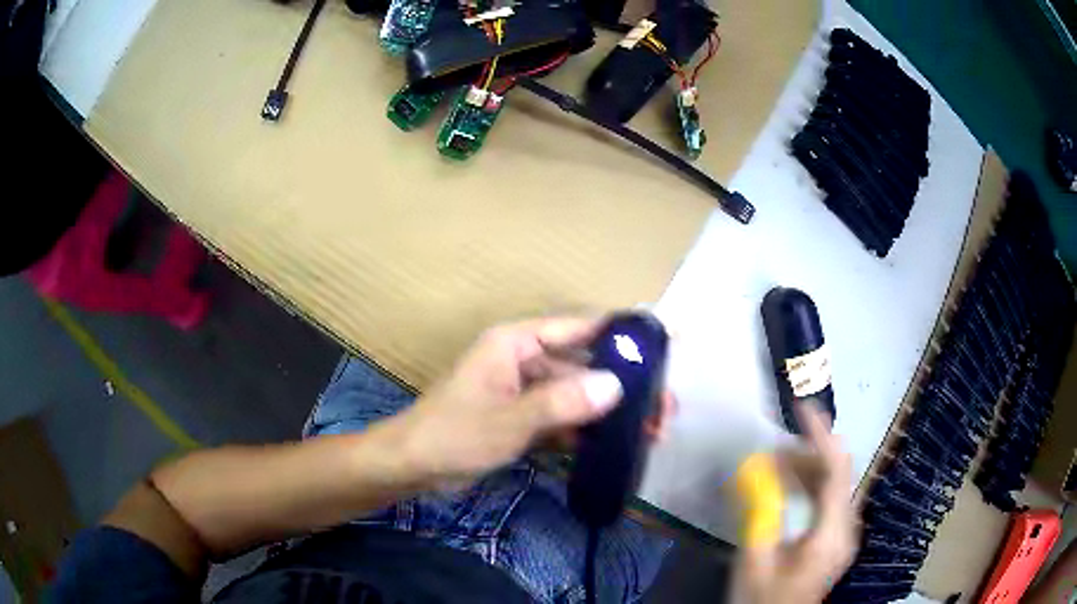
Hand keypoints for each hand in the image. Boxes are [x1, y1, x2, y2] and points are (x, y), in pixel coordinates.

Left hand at [393, 315, 674, 485]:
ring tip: (652, 432)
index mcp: (517, 343)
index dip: (623, 334)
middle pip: (585, 366)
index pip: (580, 328)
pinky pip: (564, 419)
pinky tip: (616, 447)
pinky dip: (587, 432)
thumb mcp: (508, 420)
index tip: (666, 341)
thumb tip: (616, 385)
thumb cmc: (453, 434)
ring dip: (610, 413)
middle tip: (665, 408)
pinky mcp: (524, 419)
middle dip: (625, 386)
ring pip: (578, 396)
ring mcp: (526, 392)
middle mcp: (526, 360)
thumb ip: (560, 403)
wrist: (413, 467)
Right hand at [736, 405, 858, 603]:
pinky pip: (828, 497)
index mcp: (830, 533)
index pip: (835, 471)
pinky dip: (808, 484)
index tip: (802, 409)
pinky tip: (787, 485)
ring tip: (774, 464)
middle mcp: (846, 526)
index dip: (821, 436)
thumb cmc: (763, 598)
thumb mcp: (755, 559)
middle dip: (809, 452)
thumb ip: (761, 512)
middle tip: (773, 449)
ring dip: (807, 467)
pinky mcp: (836, 535)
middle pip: (838, 472)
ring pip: (834, 482)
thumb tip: (758, 468)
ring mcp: (843, 531)